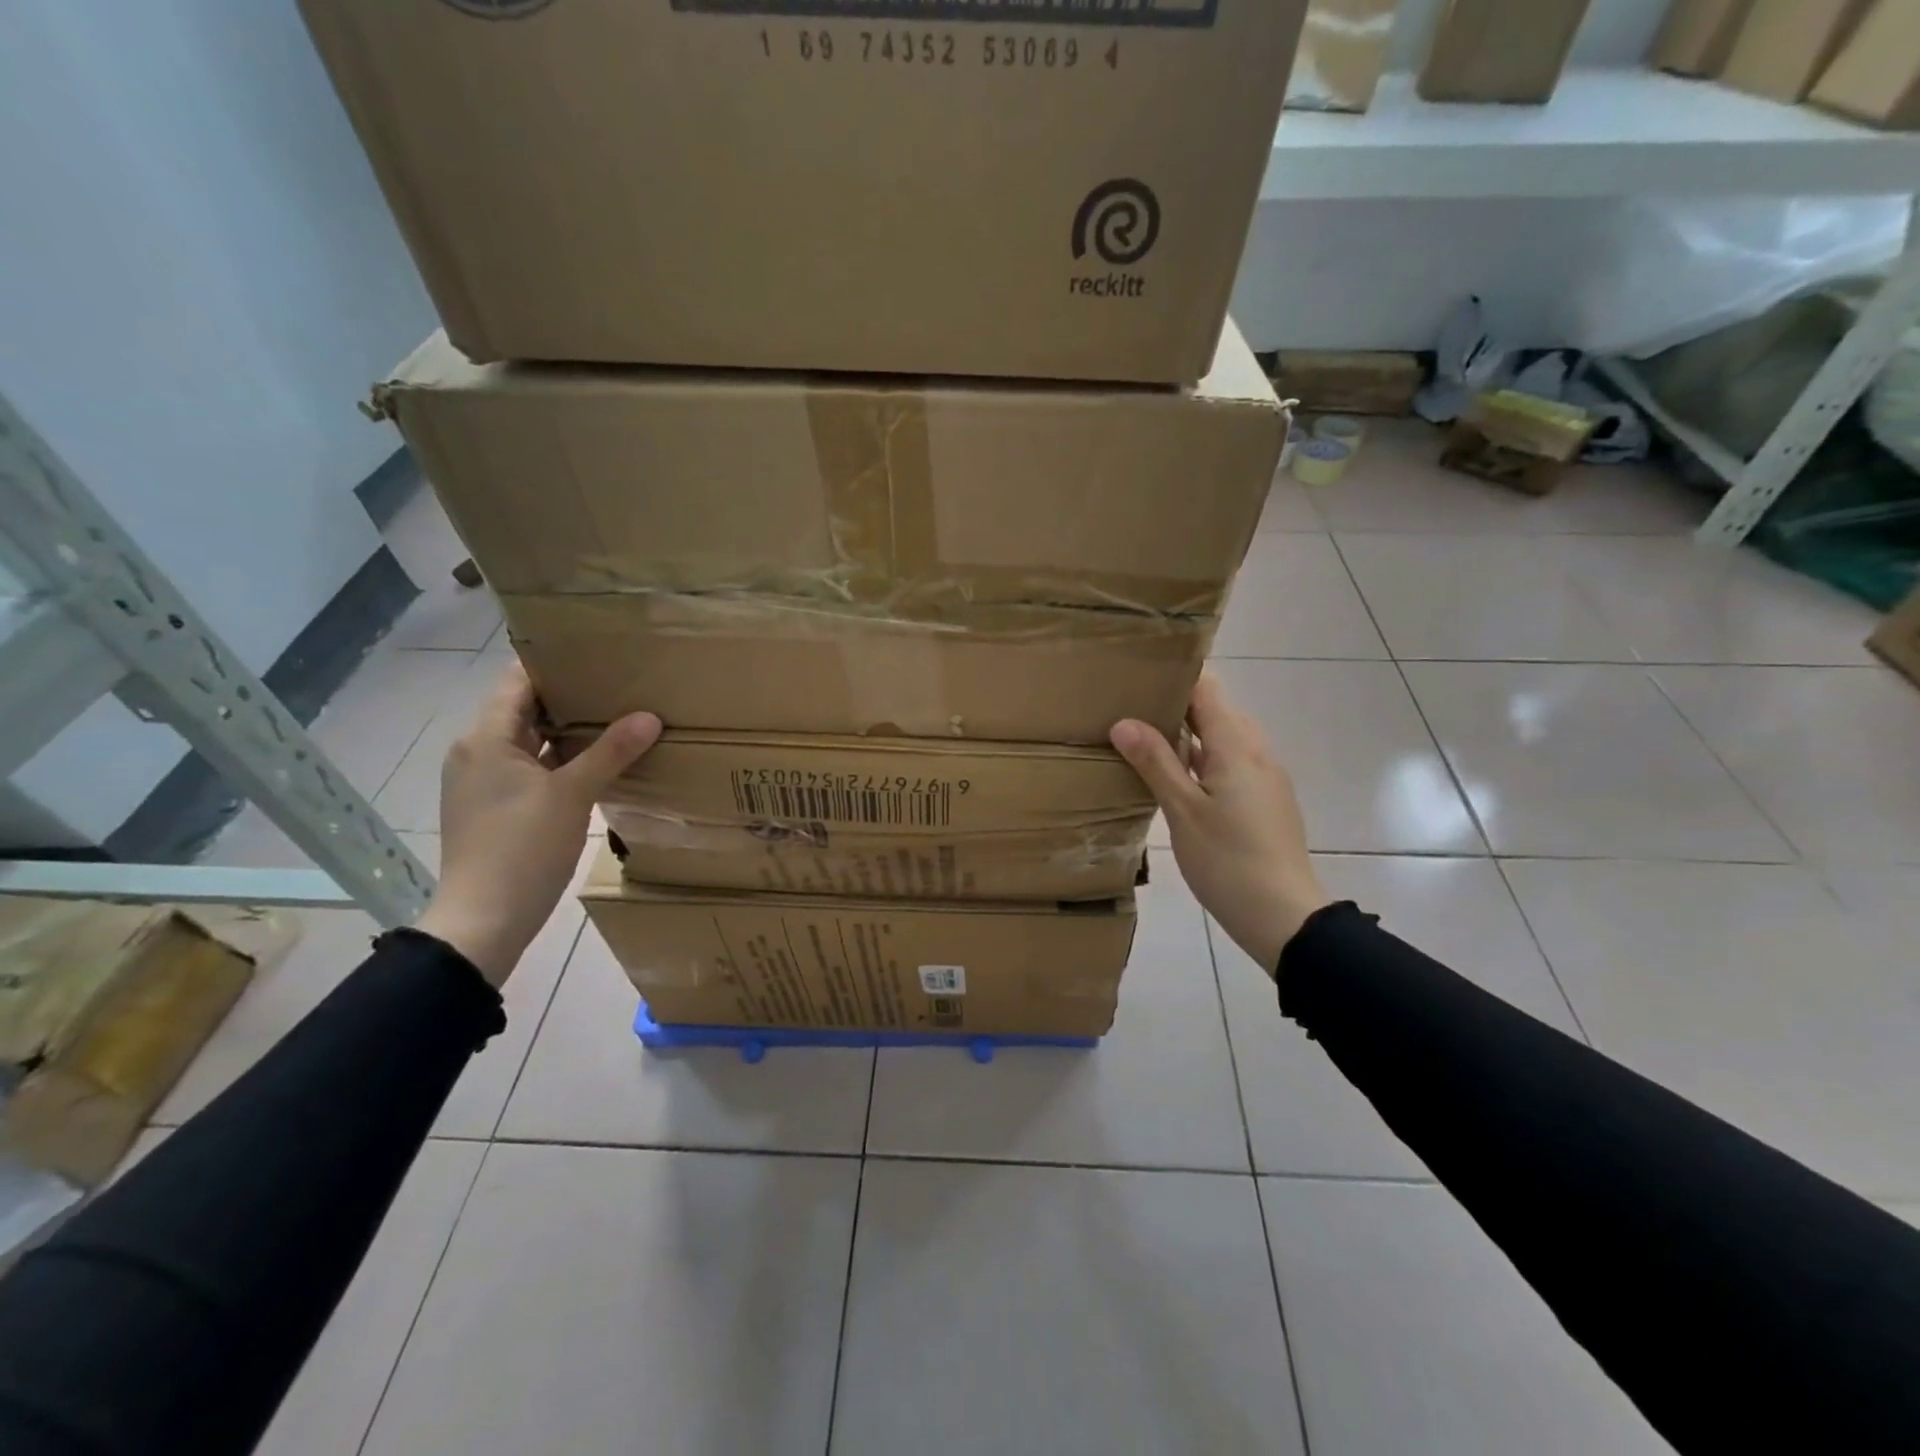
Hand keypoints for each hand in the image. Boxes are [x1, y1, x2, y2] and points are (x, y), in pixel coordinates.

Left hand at [415, 664, 661, 987]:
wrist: (484, 921)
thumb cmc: (521, 848)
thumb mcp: (572, 795)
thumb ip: (611, 752)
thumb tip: (649, 716)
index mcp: (486, 738)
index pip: (519, 681)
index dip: (555, 663)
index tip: (598, 651)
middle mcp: (477, 752)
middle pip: (525, 709)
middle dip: (571, 696)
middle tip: (620, 683)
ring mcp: (484, 782)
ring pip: (531, 742)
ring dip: (568, 731)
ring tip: (617, 717)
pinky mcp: (496, 808)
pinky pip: (532, 769)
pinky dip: (561, 761)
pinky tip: (599, 763)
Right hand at [1111, 672, 1329, 976]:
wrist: (1283, 915)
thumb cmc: (1228, 861)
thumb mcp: (1183, 811)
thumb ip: (1155, 763)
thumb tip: (1123, 722)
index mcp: (1237, 747)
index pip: (1208, 689)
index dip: (1176, 675)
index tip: (1138, 672)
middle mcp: (1256, 752)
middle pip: (1216, 710)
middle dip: (1176, 702)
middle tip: (1130, 704)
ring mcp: (1265, 776)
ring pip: (1224, 737)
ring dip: (1189, 732)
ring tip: (1144, 735)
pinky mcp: (1265, 799)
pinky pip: (1231, 761)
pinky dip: (1202, 757)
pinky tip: (1175, 776)